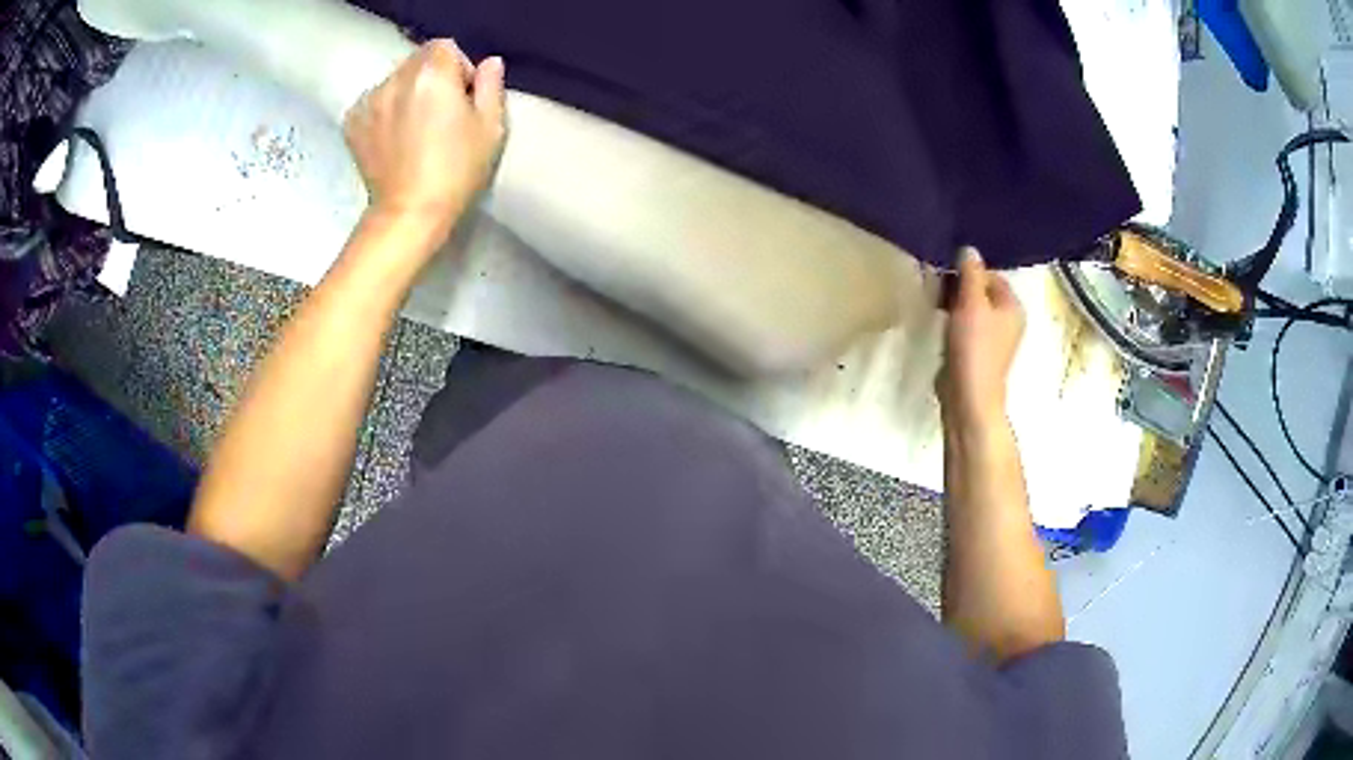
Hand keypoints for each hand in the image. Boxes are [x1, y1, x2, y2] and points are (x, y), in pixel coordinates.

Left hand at [344, 40, 505, 240]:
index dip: (457, 68)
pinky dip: (383, 111)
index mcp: (432, 74)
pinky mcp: (352, 122)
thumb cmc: (457, 172)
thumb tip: (489, 63)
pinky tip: (392, 138)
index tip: (461, 98)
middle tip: (438, 114)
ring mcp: (369, 101)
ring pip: (393, 81)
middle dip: (430, 77)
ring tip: (413, 129)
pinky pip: (373, 102)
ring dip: (405, 93)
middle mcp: (396, 79)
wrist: (409, 214)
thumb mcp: (490, 128)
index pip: (446, 47)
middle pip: (416, 60)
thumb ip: (490, 86)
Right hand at [936, 247, 1024, 427]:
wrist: (968, 396)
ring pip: (972, 310)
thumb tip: (969, 248)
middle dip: (960, 286)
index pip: (991, 275)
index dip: (969, 271)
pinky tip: (940, 323)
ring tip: (936, 302)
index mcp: (1013, 307)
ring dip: (954, 303)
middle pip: (982, 292)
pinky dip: (953, 321)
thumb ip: (970, 273)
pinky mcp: (977, 352)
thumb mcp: (971, 303)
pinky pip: (966, 327)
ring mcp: (993, 339)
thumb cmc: (974, 347)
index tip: (946, 273)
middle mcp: (1008, 321)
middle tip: (938, 286)